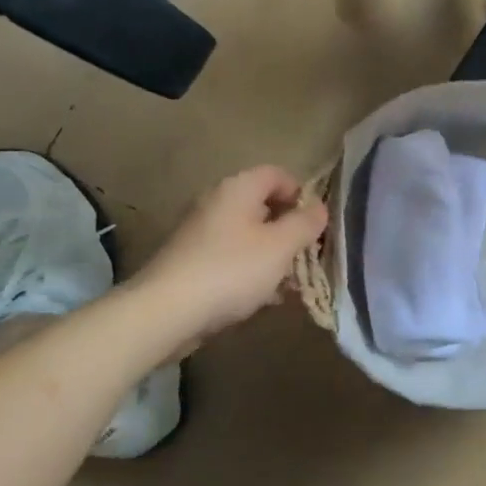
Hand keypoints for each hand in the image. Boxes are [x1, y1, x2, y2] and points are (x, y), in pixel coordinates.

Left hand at [134, 167, 328, 337]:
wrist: (166, 312)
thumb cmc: (231, 270)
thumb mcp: (281, 246)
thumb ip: (305, 223)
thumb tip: (320, 207)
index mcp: (238, 188)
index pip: (278, 174)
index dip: (302, 194)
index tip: (315, 224)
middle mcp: (216, 202)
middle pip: (263, 205)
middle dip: (289, 229)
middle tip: (306, 255)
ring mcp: (200, 232)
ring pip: (248, 235)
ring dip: (272, 254)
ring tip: (288, 282)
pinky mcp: (191, 261)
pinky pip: (231, 257)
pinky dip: (250, 270)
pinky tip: (262, 297)